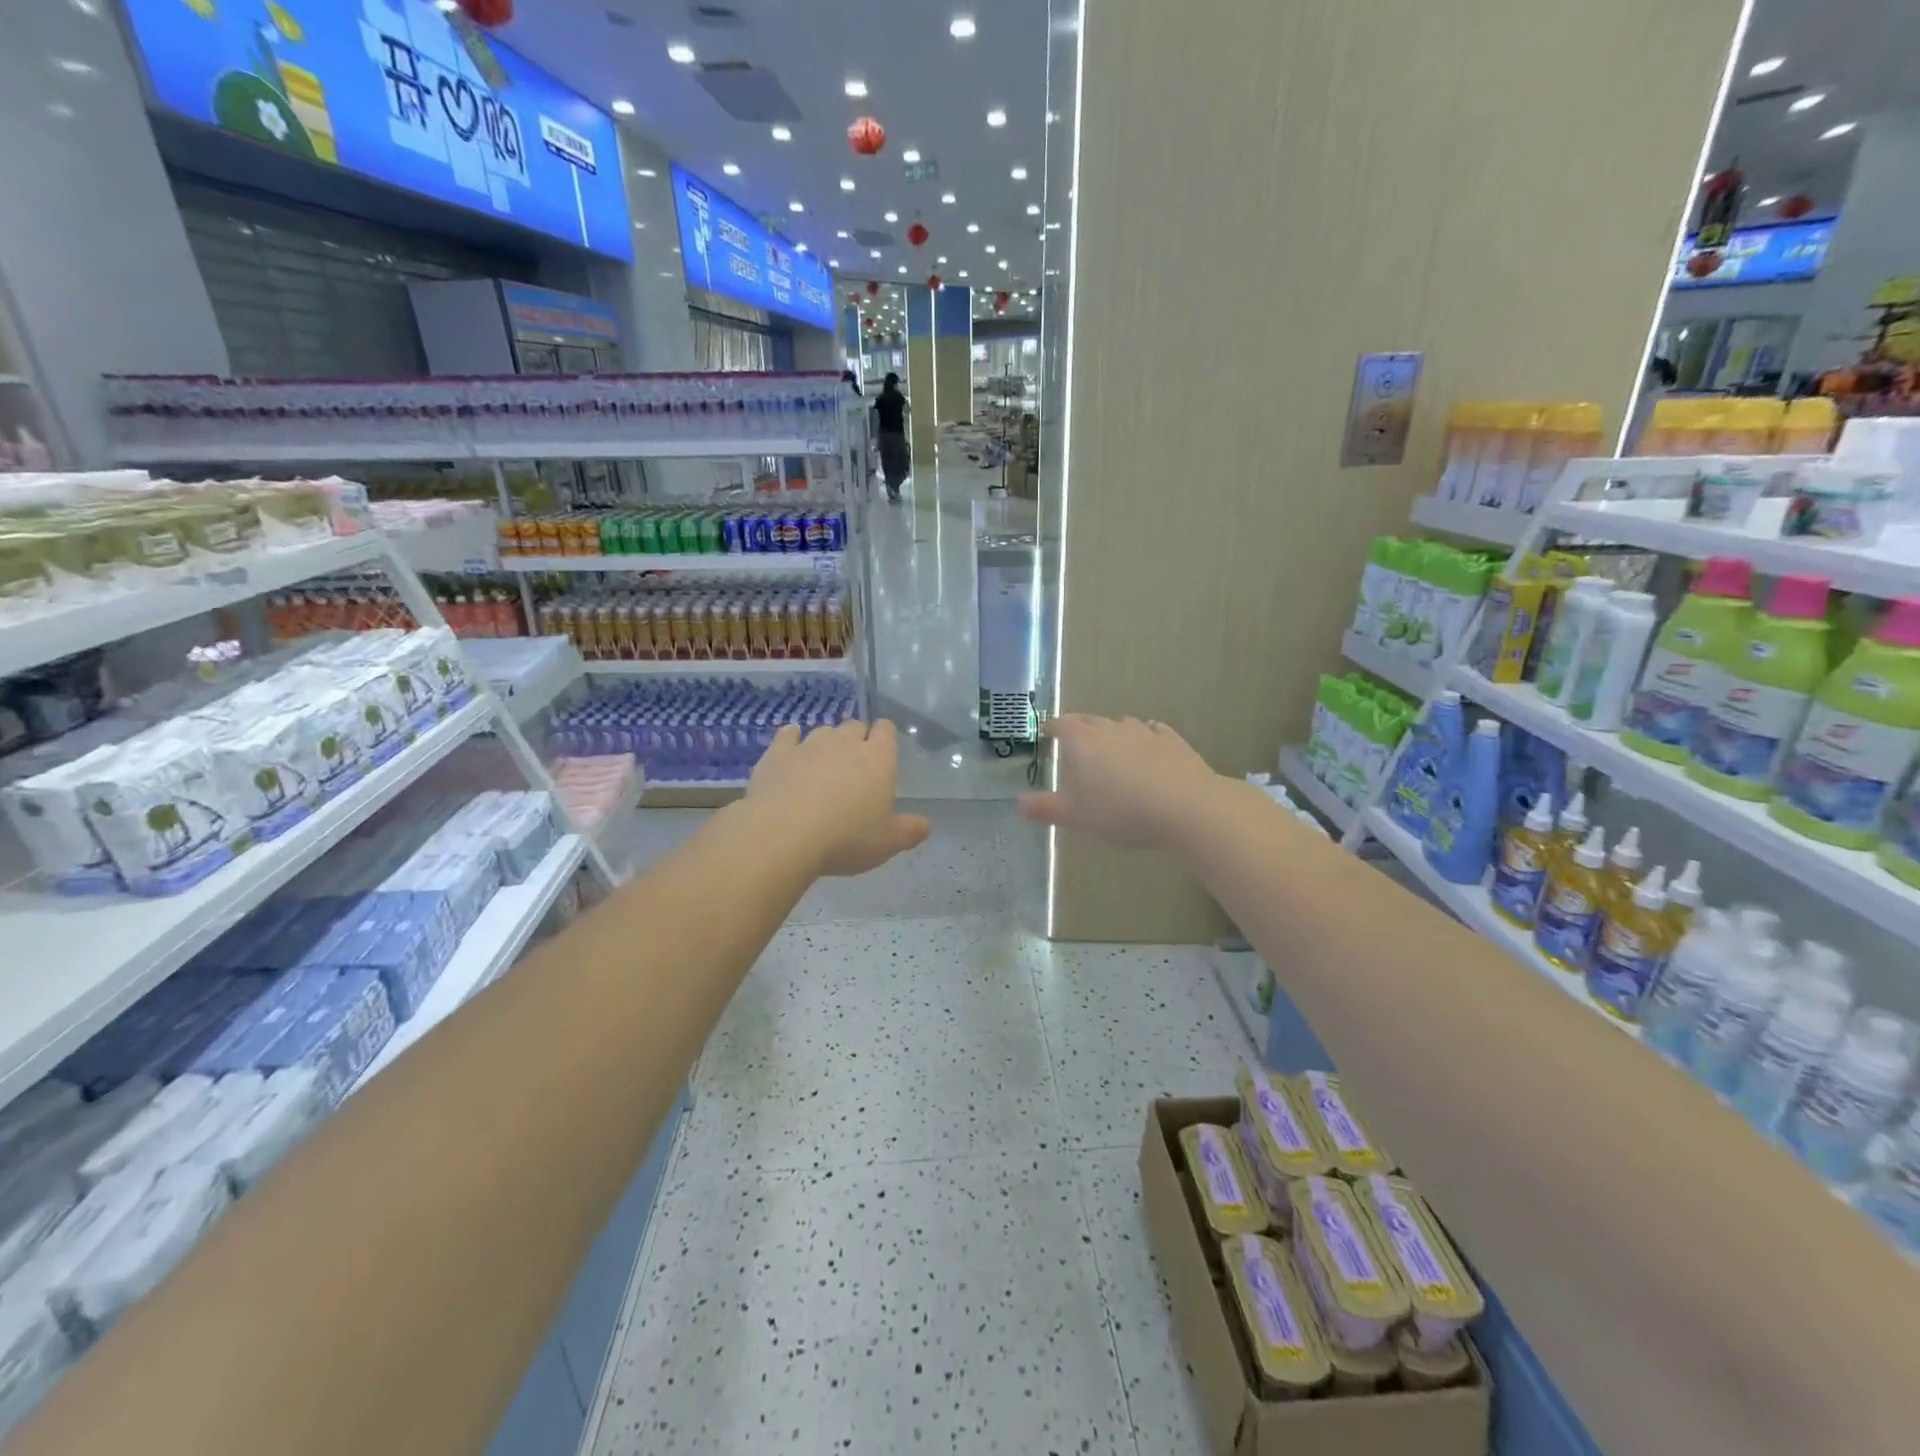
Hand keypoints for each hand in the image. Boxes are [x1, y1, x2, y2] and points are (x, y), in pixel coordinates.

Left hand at [746, 721, 930, 876]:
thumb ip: (910, 831)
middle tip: (854, 765)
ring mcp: (809, 745)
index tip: (882, 751)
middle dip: (856, 739)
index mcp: (878, 759)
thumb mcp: (887, 843)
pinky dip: (792, 739)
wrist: (783, 836)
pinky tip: (791, 750)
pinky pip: (788, 735)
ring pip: (823, 731)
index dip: (884, 736)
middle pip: (855, 726)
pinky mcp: (777, 753)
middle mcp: (845, 743)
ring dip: (826, 743)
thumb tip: (926, 825)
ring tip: (823, 765)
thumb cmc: (845, 839)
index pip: (886, 730)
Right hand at [1019, 715, 1224, 849]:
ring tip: (1112, 755)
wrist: (1185, 807)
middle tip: (1077, 750)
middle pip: (1089, 721)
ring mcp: (1143, 731)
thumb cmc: (1121, 812)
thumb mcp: (1077, 817)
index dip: (1052, 729)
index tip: (1048, 736)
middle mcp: (1110, 728)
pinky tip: (1147, 752)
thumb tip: (1019, 803)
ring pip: (1121, 726)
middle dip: (1080, 731)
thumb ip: (1046, 809)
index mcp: (1081, 741)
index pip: (1061, 724)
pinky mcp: (1171, 740)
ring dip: (1113, 736)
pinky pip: (1151, 732)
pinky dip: (1144, 740)